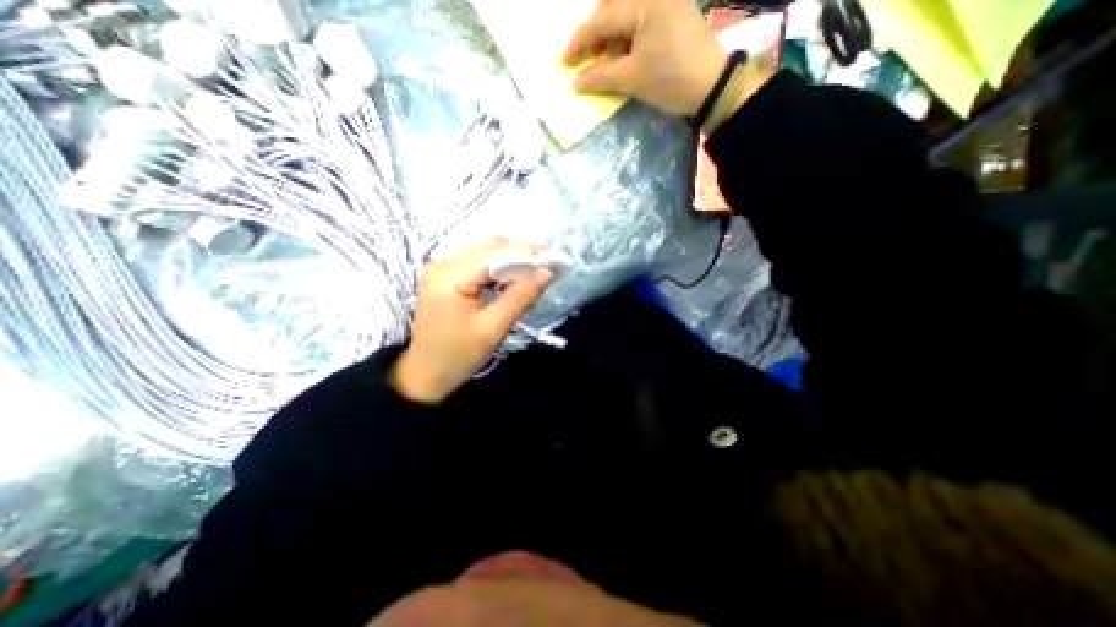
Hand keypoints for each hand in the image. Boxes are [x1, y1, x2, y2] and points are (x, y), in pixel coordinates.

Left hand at [389, 240, 556, 400]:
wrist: (427, 373)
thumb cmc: (458, 355)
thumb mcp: (493, 328)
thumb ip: (520, 297)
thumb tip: (546, 272)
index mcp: (450, 275)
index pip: (495, 254)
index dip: (528, 253)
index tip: (555, 258)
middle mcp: (443, 262)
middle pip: (489, 247)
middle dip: (521, 256)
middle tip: (546, 269)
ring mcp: (442, 267)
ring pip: (485, 252)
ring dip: (511, 261)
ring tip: (532, 277)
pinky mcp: (447, 276)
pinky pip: (478, 263)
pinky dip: (498, 269)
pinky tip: (511, 282)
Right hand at [563, 1, 727, 114]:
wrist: (711, 87)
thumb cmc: (670, 79)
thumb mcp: (632, 79)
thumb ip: (601, 77)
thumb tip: (576, 82)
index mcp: (644, 1)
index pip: (601, 19)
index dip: (579, 42)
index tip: (564, 62)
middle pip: (611, 10)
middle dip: (594, 37)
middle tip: (584, 62)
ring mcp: (665, 1)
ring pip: (624, 15)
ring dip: (609, 39)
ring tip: (604, 65)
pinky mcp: (672, 13)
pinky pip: (639, 21)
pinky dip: (626, 39)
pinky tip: (622, 57)